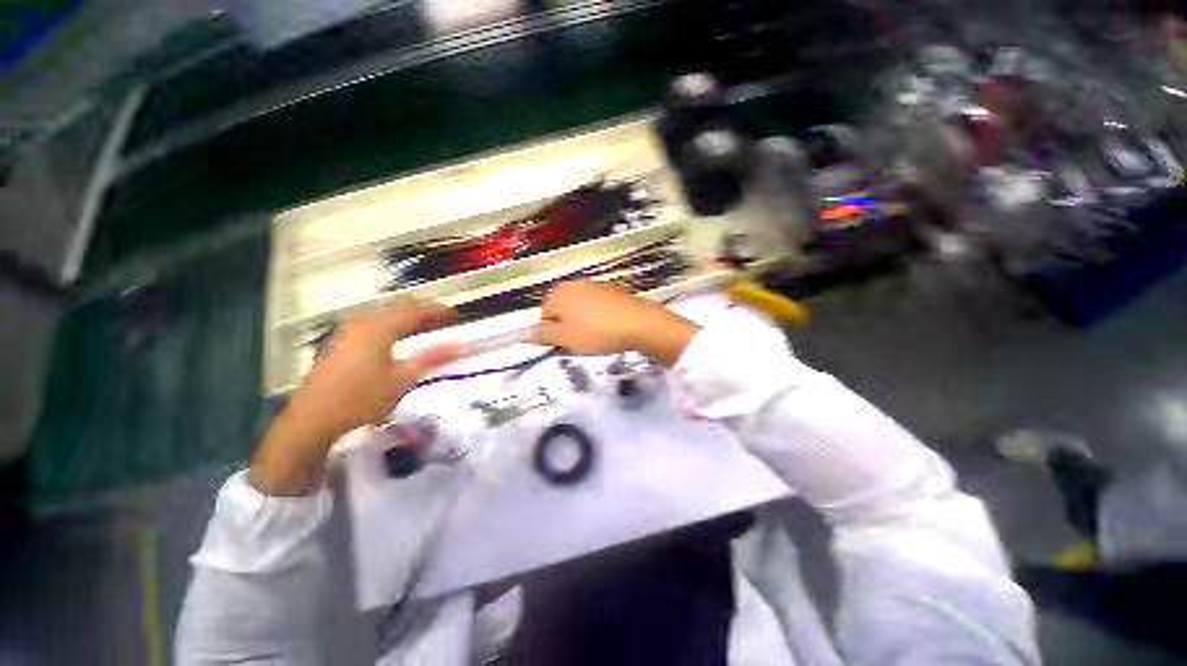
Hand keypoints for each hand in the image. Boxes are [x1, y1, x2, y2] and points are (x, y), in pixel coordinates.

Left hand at [250, 297, 461, 494]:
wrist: (314, 419)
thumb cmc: (362, 398)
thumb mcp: (403, 378)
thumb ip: (433, 357)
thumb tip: (461, 344)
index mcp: (380, 327)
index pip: (416, 310)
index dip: (438, 310)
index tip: (456, 315)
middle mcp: (363, 321)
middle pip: (399, 305)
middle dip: (423, 310)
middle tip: (443, 320)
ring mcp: (349, 330)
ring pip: (385, 312)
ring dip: (407, 316)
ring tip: (425, 328)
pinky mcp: (341, 341)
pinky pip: (373, 321)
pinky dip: (392, 323)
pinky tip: (397, 338)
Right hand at [538, 281, 698, 366]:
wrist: (639, 323)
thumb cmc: (597, 332)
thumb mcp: (565, 338)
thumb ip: (543, 335)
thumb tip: (527, 333)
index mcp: (559, 292)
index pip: (543, 315)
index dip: (551, 333)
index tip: (563, 345)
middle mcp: (574, 284)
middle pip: (561, 310)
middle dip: (566, 327)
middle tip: (578, 342)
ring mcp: (595, 285)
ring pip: (578, 308)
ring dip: (581, 323)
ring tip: (594, 337)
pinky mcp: (612, 290)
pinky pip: (596, 306)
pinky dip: (597, 317)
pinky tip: (607, 328)